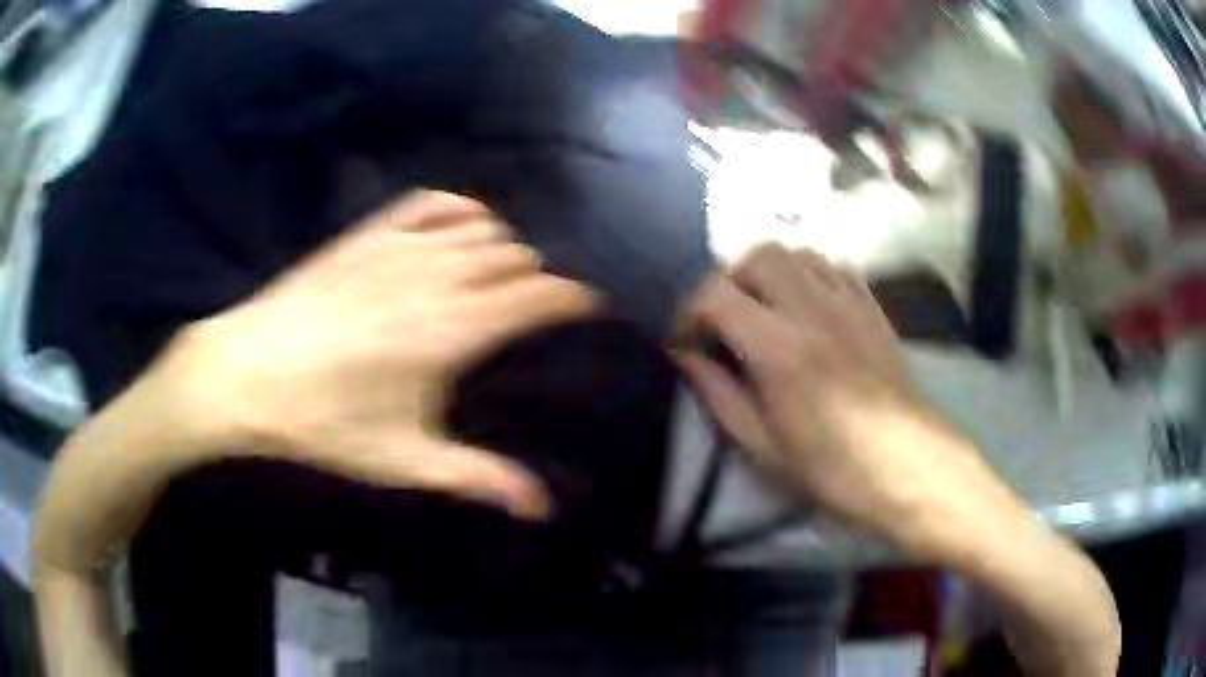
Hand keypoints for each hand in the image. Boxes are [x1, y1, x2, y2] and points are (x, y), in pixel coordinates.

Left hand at [177, 190, 595, 518]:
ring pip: (485, 228)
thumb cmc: (325, 422)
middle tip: (530, 317)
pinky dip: (462, 211)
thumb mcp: (403, 460)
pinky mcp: (370, 232)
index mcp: (452, 331)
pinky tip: (457, 235)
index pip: (540, 296)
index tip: (589, 312)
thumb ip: (478, 478)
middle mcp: (438, 275)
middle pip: (518, 258)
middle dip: (536, 283)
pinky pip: (435, 202)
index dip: (575, 300)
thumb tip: (542, 508)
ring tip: (496, 282)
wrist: (247, 373)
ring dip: (503, 251)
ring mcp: (401, 246)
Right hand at [677, 244, 1120, 675]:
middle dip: (728, 278)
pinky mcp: (875, 310)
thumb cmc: (837, 474)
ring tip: (763, 312)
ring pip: (798, 252)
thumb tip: (685, 356)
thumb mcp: (764, 448)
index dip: (687, 309)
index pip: (715, 293)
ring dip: (768, 272)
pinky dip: (807, 274)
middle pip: (759, 254)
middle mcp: (814, 309)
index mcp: (781, 348)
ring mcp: (850, 303)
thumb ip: (719, 393)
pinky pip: (833, 268)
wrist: (916, 473)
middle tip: (723, 321)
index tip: (682, 340)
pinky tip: (806, 309)